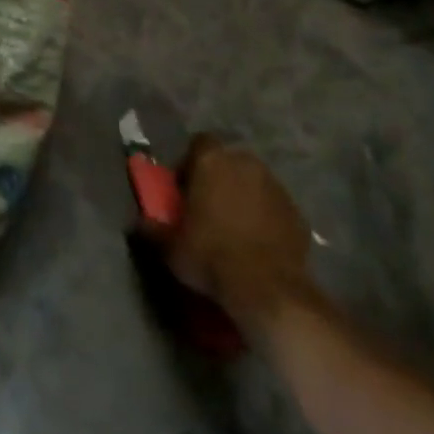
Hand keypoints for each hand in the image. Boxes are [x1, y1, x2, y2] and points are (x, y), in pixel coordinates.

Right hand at [151, 136, 323, 334]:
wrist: (267, 290)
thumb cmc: (211, 257)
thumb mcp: (170, 248)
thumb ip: (152, 229)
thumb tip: (137, 222)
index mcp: (213, 161)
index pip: (200, 143)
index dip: (190, 163)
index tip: (185, 189)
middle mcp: (246, 163)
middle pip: (228, 161)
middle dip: (219, 179)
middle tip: (208, 208)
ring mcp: (275, 186)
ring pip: (253, 182)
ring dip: (243, 197)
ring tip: (234, 228)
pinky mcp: (296, 212)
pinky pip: (274, 207)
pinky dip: (266, 218)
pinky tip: (258, 244)